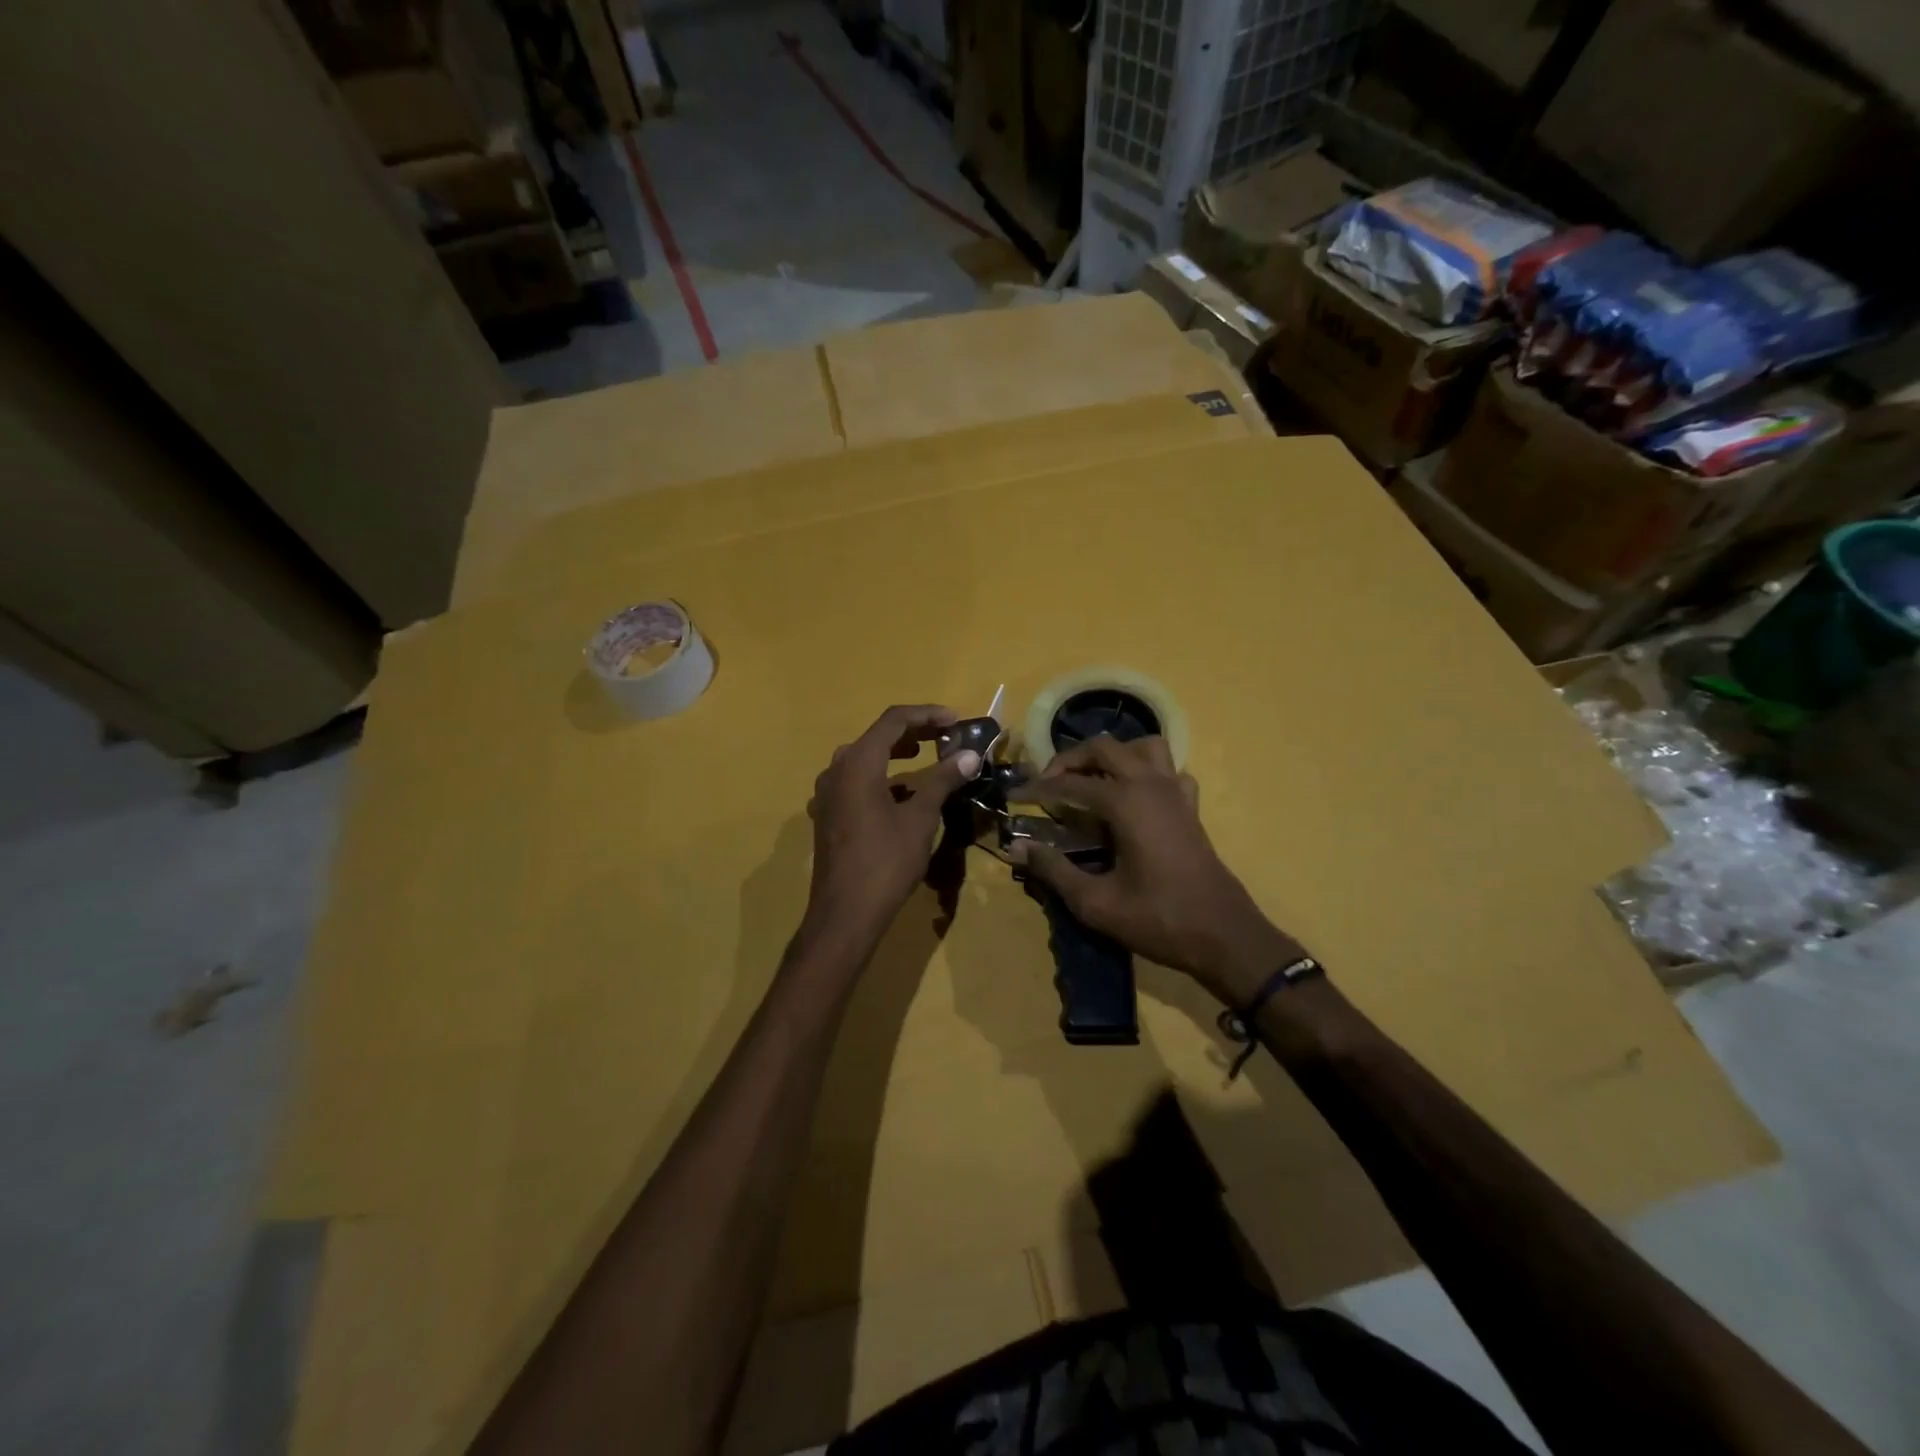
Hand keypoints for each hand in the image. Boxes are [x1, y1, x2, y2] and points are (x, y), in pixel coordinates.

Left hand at [801, 705, 981, 954]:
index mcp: (857, 763)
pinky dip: (881, 776)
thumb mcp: (920, 818)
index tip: (956, 720)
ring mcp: (828, 793)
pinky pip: (855, 781)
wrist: (845, 914)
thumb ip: (942, 780)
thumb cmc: (886, 862)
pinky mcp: (828, 814)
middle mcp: (836, 770)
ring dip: (895, 752)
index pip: (893, 721)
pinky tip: (902, 792)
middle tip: (945, 736)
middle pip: (877, 736)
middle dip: (913, 732)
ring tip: (926, 755)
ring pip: (863, 758)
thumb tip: (969, 755)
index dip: (927, 715)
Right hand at [1017, 735, 1302, 1002]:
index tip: (1013, 795)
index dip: (1036, 788)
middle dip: (1070, 759)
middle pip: (1104, 748)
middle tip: (1048, 784)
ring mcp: (1175, 792)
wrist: (1224, 936)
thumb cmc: (1158, 919)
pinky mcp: (1190, 807)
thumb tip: (1016, 848)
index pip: (1069, 783)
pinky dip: (1147, 772)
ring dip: (1113, 756)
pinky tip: (1134, 797)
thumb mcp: (1096, 902)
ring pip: (1143, 747)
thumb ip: (1053, 870)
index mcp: (1125, 802)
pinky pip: (1168, 770)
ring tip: (1091, 780)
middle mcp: (1150, 785)